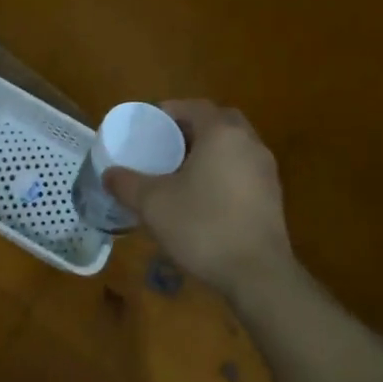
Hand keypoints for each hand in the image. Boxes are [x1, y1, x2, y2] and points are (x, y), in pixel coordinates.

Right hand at [105, 101, 292, 297]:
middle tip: (166, 144)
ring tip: (182, 170)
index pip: (194, 106)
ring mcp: (266, 170)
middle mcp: (249, 143)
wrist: (258, 275)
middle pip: (218, 121)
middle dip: (192, 127)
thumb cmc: (203, 226)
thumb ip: (127, 184)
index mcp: (222, 133)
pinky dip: (224, 172)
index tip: (148, 125)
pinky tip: (204, 197)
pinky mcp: (273, 196)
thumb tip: (109, 174)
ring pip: (234, 146)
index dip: (169, 111)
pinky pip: (243, 169)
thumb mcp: (153, 204)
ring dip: (210, 150)